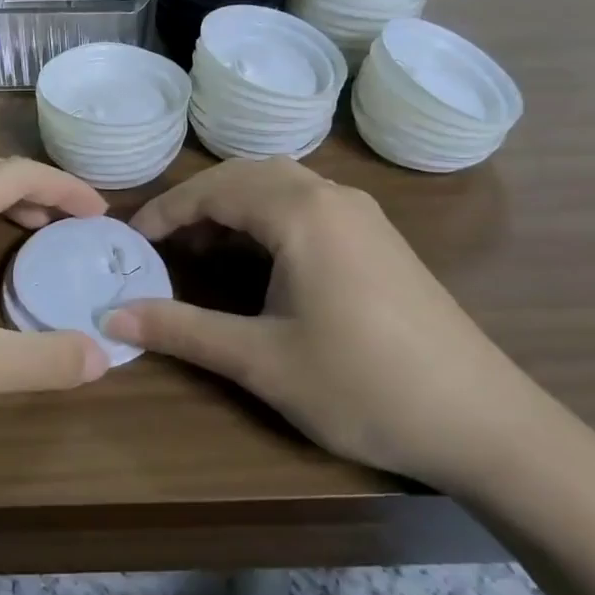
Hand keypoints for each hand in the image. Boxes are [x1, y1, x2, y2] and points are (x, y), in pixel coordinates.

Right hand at [102, 159, 530, 487]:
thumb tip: (112, 316)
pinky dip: (268, 217)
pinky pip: (308, 204)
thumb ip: (183, 330)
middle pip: (247, 174)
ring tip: (202, 249)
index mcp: (301, 211)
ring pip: (281, 185)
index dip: (166, 211)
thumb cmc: (362, 385)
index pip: (215, 188)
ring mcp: (363, 214)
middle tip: (162, 244)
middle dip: (198, 202)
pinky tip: (259, 259)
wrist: (483, 421)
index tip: (130, 241)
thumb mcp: (261, 360)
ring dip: (234, 206)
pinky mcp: (380, 237)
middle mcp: (332, 195)